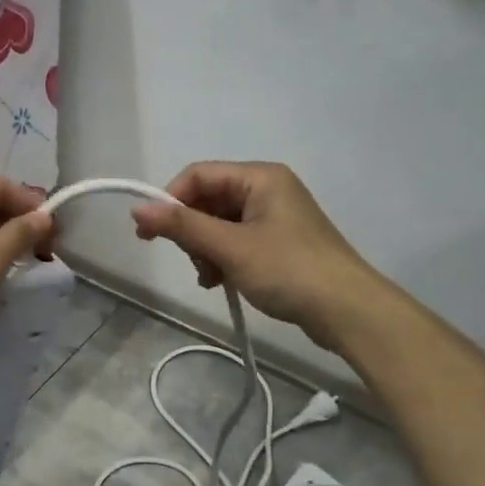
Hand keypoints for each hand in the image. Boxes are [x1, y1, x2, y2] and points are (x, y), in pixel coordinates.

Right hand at [132, 162, 380, 347]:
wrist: (347, 310)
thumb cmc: (288, 270)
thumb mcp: (230, 247)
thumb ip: (182, 226)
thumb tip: (137, 209)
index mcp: (260, 177)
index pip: (198, 175)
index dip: (170, 201)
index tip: (149, 235)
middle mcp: (267, 189)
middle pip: (208, 200)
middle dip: (192, 232)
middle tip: (195, 263)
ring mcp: (275, 217)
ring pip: (219, 224)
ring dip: (205, 250)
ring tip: (211, 279)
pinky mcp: (279, 243)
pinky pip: (236, 241)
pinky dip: (223, 259)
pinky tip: (221, 282)